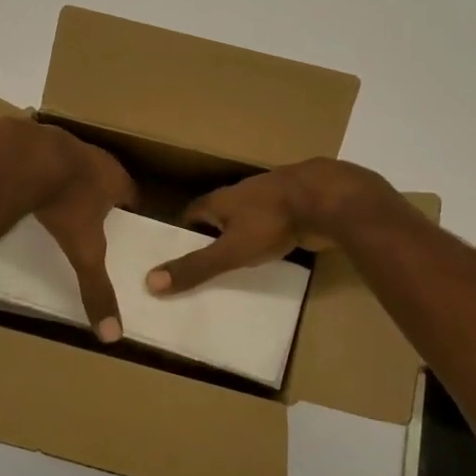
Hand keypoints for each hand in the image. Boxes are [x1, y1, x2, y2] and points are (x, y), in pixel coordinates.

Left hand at [30, 126, 137, 341]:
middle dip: (100, 196)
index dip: (129, 211)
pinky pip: (44, 157)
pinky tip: (28, 186)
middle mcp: (96, 157)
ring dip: (70, 180)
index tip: (125, 227)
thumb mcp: (84, 251)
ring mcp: (66, 144)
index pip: (132, 196)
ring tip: (60, 202)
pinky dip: (40, 170)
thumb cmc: (66, 202)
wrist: (26, 157)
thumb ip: (96, 288)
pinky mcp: (36, 139)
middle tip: (92, 218)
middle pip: (105, 177)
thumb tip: (113, 334)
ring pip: (74, 164)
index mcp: (115, 179)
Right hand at [145, 158, 399, 295]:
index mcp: (220, 199)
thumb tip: (149, 282)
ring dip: (241, 236)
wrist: (326, 200)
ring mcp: (271, 199)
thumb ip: (194, 267)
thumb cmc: (271, 222)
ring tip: (235, 264)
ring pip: (248, 219)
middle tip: (204, 264)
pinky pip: (273, 225)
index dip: (183, 232)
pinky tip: (270, 256)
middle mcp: (242, 194)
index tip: (177, 254)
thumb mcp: (229, 251)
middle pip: (219, 214)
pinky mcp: (295, 208)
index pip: (192, 212)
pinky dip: (267, 239)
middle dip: (211, 236)